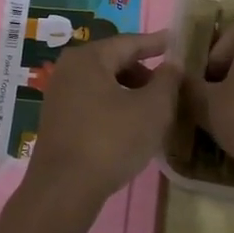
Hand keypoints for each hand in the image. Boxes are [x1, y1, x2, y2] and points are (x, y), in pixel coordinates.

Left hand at [22, 31, 181, 219]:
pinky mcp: (56, 120)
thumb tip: (172, 64)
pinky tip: (130, 125)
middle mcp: (69, 69)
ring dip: (130, 90)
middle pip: (114, 61)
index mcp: (89, 58)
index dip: (157, 43)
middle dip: (144, 71)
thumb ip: (168, 81)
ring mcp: (59, 95)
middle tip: (170, 84)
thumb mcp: (153, 109)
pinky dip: (114, 105)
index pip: (130, 42)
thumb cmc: (111, 141)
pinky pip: (92, 101)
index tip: (177, 42)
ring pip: (103, 83)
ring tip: (154, 108)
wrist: (64, 190)